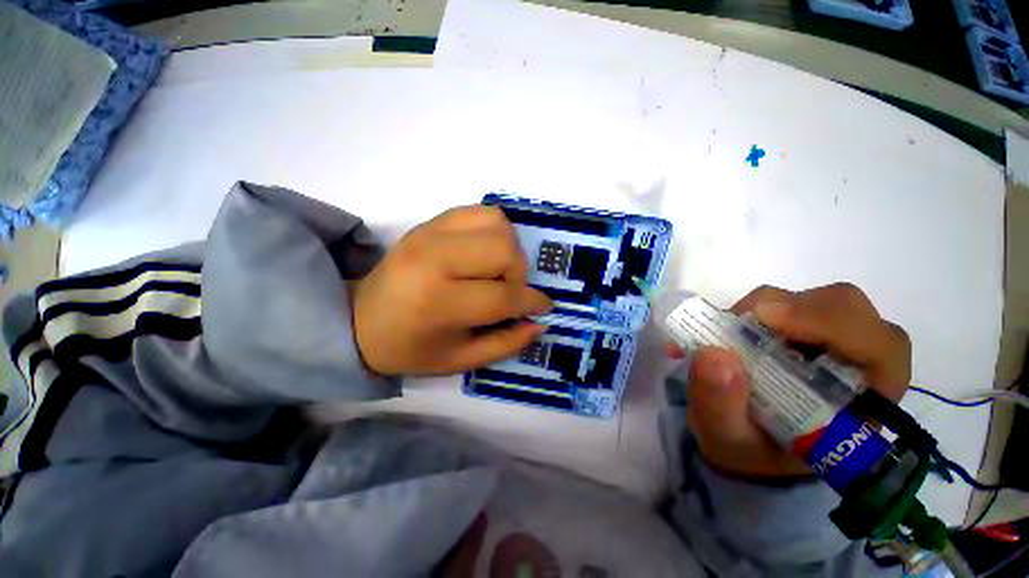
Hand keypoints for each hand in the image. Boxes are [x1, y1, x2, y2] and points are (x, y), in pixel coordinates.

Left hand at [353, 206, 551, 375]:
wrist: (359, 320)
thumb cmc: (410, 348)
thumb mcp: (460, 360)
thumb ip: (506, 343)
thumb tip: (539, 323)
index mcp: (439, 302)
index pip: (504, 295)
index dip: (532, 302)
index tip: (543, 306)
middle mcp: (435, 259)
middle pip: (504, 249)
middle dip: (518, 273)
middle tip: (508, 290)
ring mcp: (429, 233)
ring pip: (497, 223)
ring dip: (507, 249)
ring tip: (495, 270)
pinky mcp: (428, 221)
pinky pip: (479, 212)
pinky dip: (493, 230)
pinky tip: (483, 252)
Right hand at [670, 283, 910, 478]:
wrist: (746, 444)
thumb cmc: (750, 450)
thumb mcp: (727, 439)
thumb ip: (721, 405)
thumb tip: (712, 354)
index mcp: (863, 402)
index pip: (879, 348)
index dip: (832, 324)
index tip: (768, 319)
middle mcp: (856, 362)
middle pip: (847, 309)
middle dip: (794, 309)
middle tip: (743, 321)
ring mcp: (828, 340)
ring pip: (814, 299)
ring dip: (768, 307)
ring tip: (730, 332)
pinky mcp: (799, 329)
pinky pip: (783, 302)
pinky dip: (752, 309)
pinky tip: (731, 330)